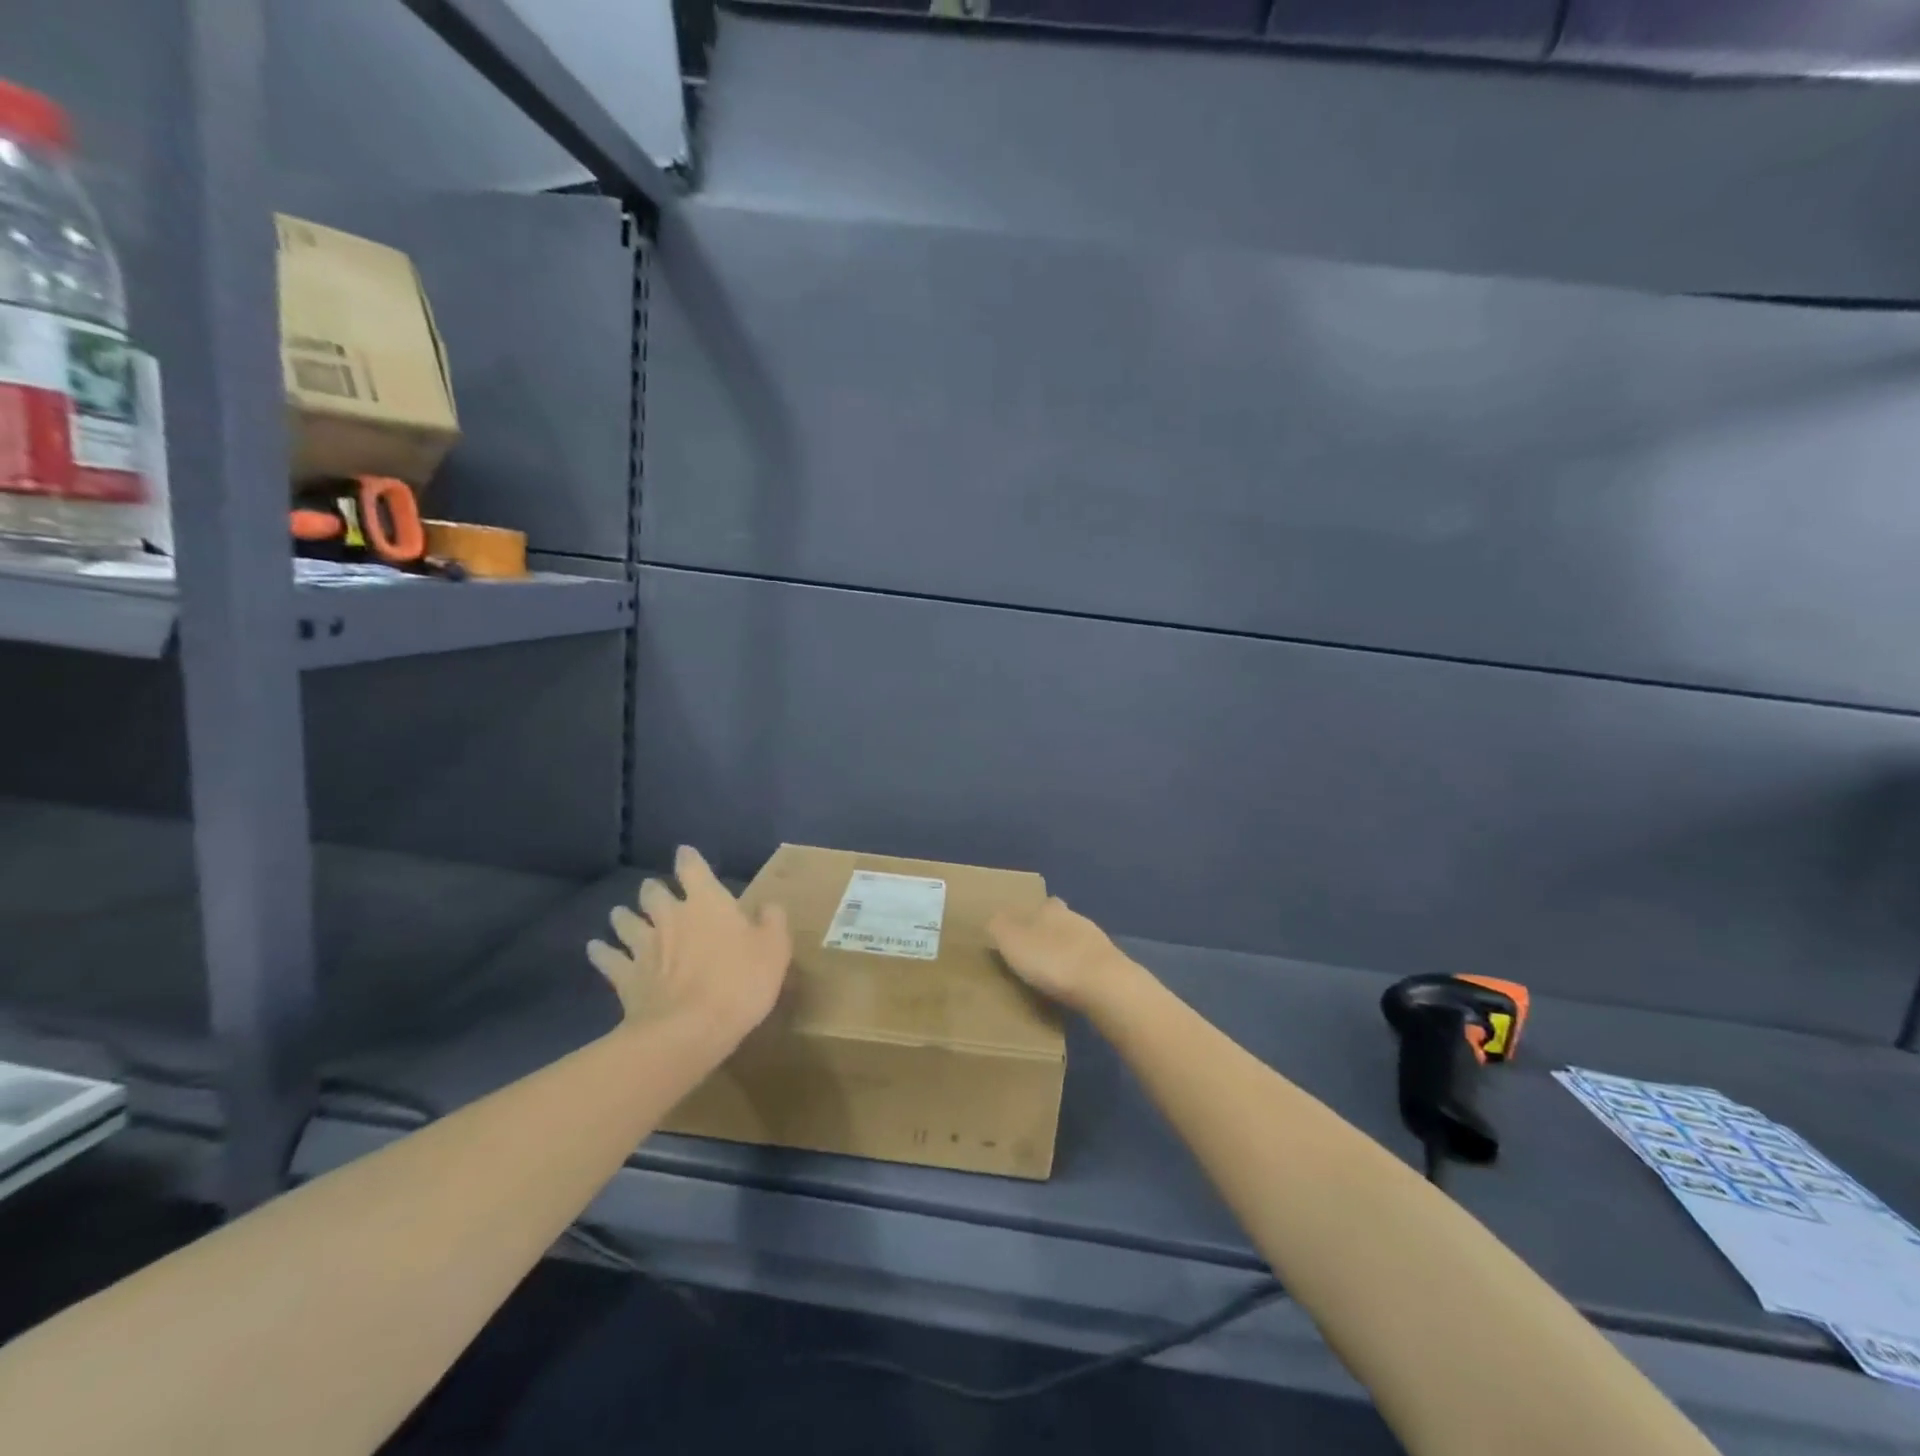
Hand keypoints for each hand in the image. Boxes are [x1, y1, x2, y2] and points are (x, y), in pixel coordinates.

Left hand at [587, 846, 791, 1048]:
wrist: (689, 1029)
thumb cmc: (740, 982)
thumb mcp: (774, 949)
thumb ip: (772, 922)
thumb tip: (768, 906)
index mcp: (707, 903)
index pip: (693, 869)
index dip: (688, 859)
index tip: (685, 853)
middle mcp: (670, 916)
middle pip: (653, 893)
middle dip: (653, 890)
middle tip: (655, 892)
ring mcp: (644, 946)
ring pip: (626, 921)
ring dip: (624, 916)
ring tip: (621, 914)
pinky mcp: (625, 977)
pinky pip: (607, 958)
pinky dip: (600, 952)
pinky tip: (595, 948)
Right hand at [988, 897, 1133, 1013]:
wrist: (1104, 984)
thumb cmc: (1051, 959)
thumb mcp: (1012, 941)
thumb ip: (999, 926)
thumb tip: (993, 917)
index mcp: (1050, 909)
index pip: (1041, 904)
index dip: (1030, 916)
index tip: (1020, 932)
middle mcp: (1075, 918)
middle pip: (1060, 921)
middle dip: (1049, 934)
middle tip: (1034, 954)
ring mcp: (1097, 941)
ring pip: (1076, 941)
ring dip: (1066, 953)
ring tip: (1052, 973)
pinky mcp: (1111, 965)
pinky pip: (1089, 963)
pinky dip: (1080, 971)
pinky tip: (1073, 986)